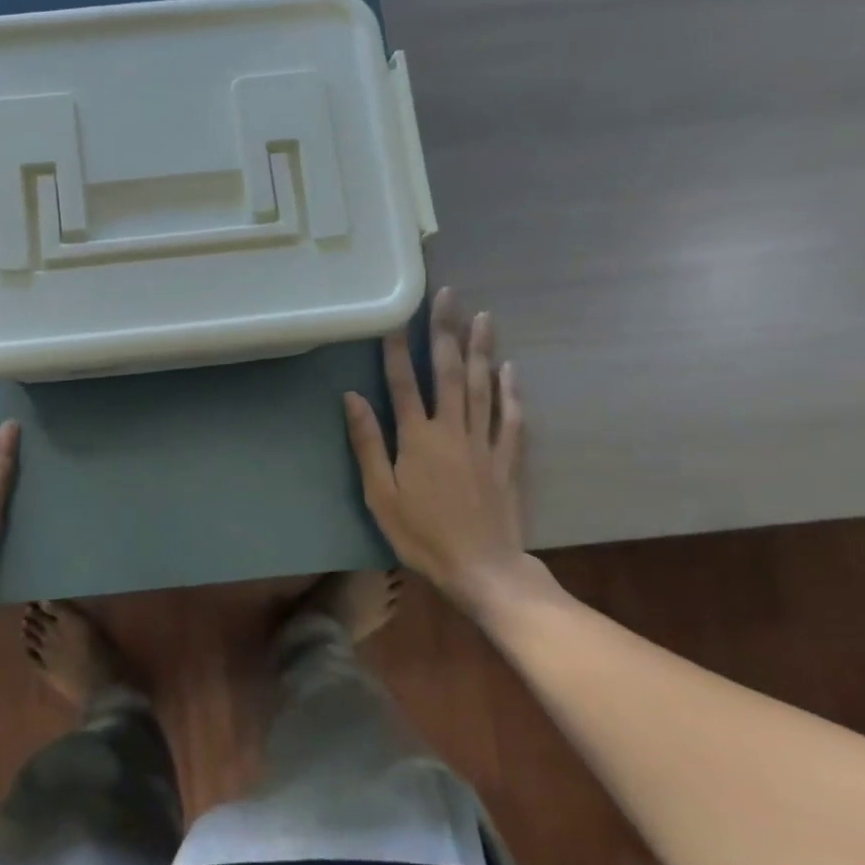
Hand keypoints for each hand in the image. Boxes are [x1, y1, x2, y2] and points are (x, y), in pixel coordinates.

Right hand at [343, 288, 526, 609]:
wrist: (482, 568)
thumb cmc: (421, 534)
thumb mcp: (380, 494)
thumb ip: (368, 443)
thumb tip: (352, 397)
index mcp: (417, 438)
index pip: (404, 383)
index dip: (398, 349)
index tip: (395, 316)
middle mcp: (452, 430)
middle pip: (447, 373)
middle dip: (445, 332)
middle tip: (447, 295)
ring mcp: (484, 442)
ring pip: (481, 386)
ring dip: (480, 349)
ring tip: (482, 316)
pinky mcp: (506, 459)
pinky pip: (511, 418)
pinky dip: (511, 392)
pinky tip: (509, 369)